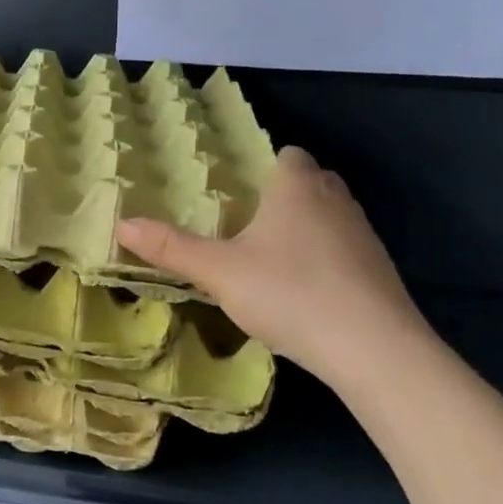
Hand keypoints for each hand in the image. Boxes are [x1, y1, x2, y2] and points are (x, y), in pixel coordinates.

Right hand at [116, 146, 434, 390]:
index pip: (287, 153)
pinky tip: (303, 291)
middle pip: (310, 181)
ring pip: (329, 215)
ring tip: (270, 256)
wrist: (374, 350)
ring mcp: (364, 235)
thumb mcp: (219, 272)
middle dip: (282, 195)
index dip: (264, 165)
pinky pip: (345, 250)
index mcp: (297, 186)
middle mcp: (335, 199)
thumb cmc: (290, 293)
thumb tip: (122, 223)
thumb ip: (172, 248)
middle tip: (245, 221)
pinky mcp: (380, 270)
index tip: (237, 188)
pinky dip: (325, 259)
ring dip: (305, 228)